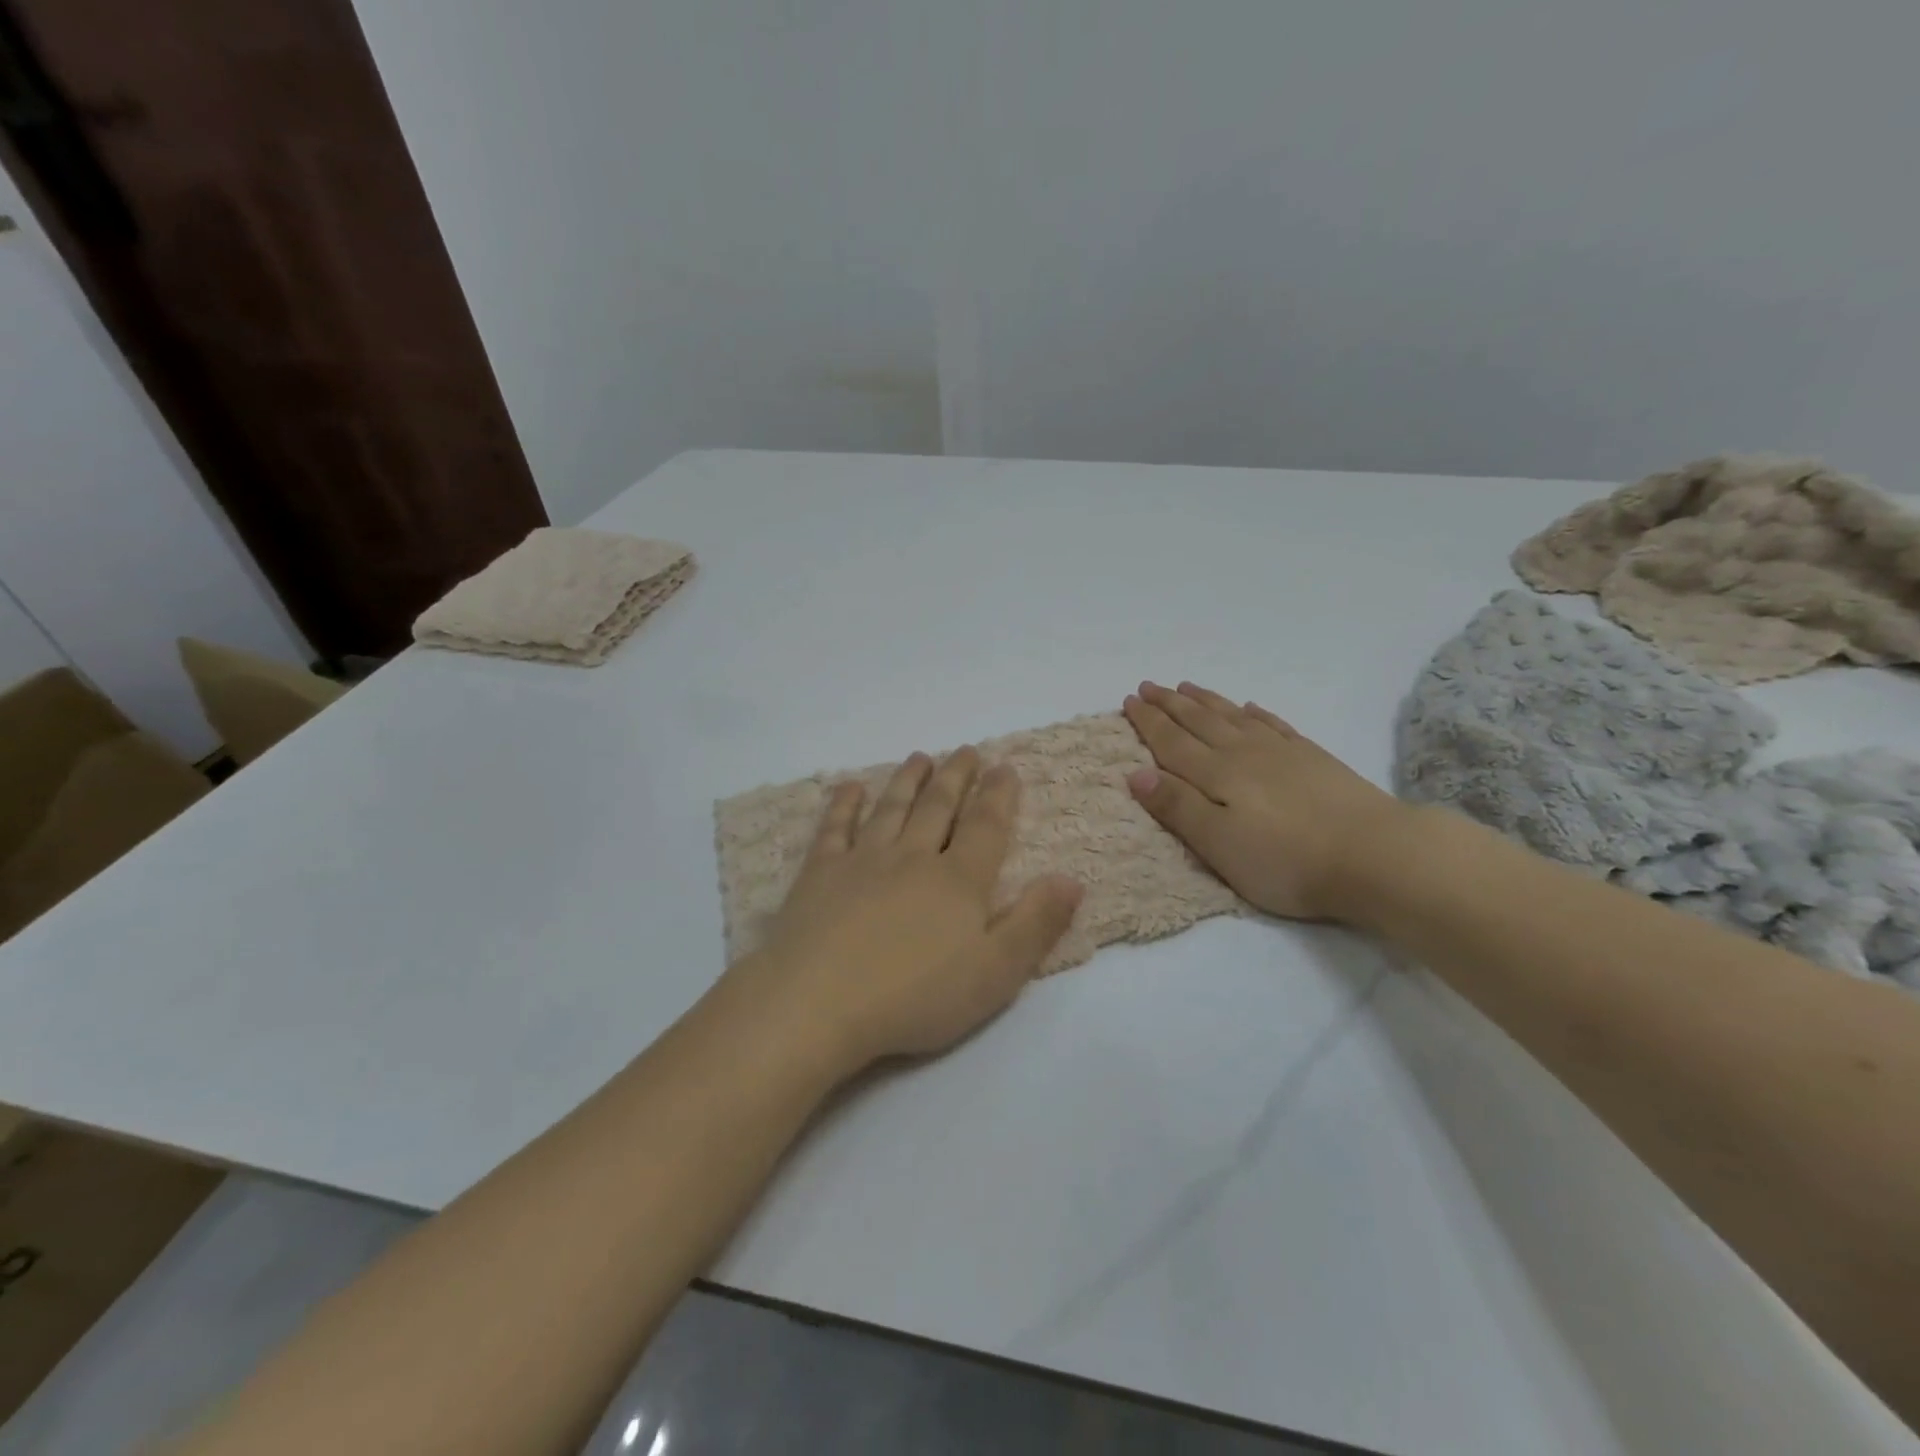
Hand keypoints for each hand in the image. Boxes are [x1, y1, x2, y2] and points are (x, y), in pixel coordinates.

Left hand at [732, 747, 1082, 1071]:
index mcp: (958, 881)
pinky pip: (835, 829)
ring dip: (908, 781)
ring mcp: (862, 861)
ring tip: (921, 757)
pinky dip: (844, 805)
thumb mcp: (995, 973)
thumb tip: (1071, 878)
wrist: (818, 1003)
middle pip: (938, 808)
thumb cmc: (915, 996)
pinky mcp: (819, 874)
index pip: (985, 827)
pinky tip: (850, 788)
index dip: (998, 796)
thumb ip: (1035, 923)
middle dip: (956, 777)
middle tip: (966, 750)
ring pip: (891, 809)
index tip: (1005, 767)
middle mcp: (913, 858)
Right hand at [1122, 681, 1411, 923]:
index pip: (1172, 742)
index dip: (1149, 722)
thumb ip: (1177, 807)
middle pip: (1199, 721)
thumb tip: (1135, 772)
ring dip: (1206, 701)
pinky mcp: (1313, 758)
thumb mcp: (1218, 844)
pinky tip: (1250, 707)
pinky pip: (1274, 725)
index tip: (1130, 700)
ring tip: (1186, 686)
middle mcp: (1243, 753)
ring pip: (1233, 716)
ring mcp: (1282, 752)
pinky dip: (1255, 713)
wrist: (1374, 854)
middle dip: (1170, 703)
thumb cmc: (1285, 860)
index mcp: (1216, 774)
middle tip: (1150, 685)